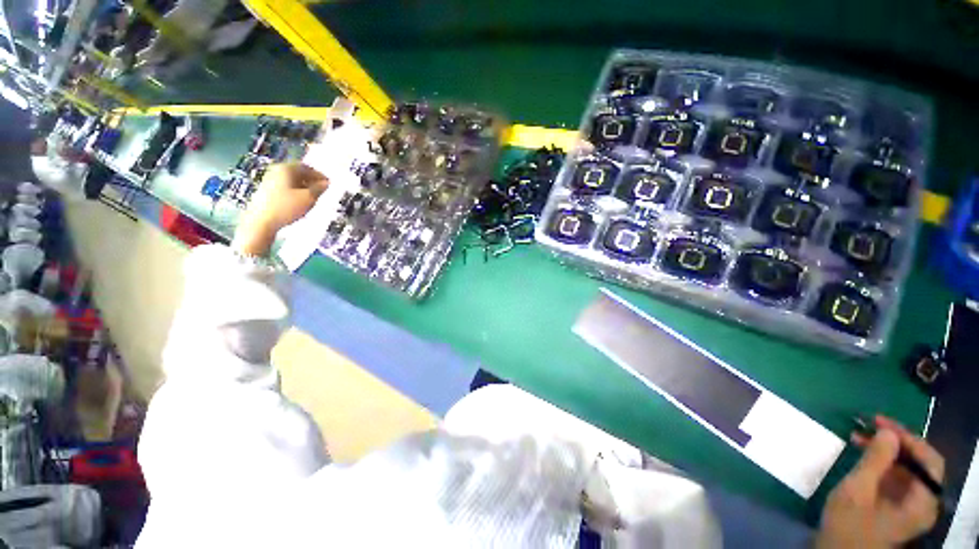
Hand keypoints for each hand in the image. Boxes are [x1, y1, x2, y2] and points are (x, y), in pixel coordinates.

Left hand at [233, 163, 328, 256]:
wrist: (262, 221)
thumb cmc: (287, 207)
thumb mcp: (309, 198)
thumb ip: (319, 189)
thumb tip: (326, 183)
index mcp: (286, 168)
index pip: (306, 167)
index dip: (319, 175)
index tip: (328, 183)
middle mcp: (276, 170)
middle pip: (298, 172)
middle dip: (311, 180)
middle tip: (322, 190)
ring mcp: (269, 180)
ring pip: (291, 180)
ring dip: (304, 186)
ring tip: (313, 196)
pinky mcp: (266, 190)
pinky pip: (285, 186)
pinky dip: (295, 191)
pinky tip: (300, 201)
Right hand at [815, 415, 944, 548]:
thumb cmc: (848, 525)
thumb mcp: (857, 492)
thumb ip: (875, 461)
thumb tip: (887, 432)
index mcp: (922, 502)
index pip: (929, 461)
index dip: (909, 438)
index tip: (881, 423)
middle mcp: (924, 502)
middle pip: (920, 463)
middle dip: (896, 441)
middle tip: (870, 425)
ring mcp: (911, 504)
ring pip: (908, 467)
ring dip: (887, 449)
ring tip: (861, 436)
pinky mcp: (898, 504)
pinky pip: (898, 475)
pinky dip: (882, 460)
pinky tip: (864, 452)